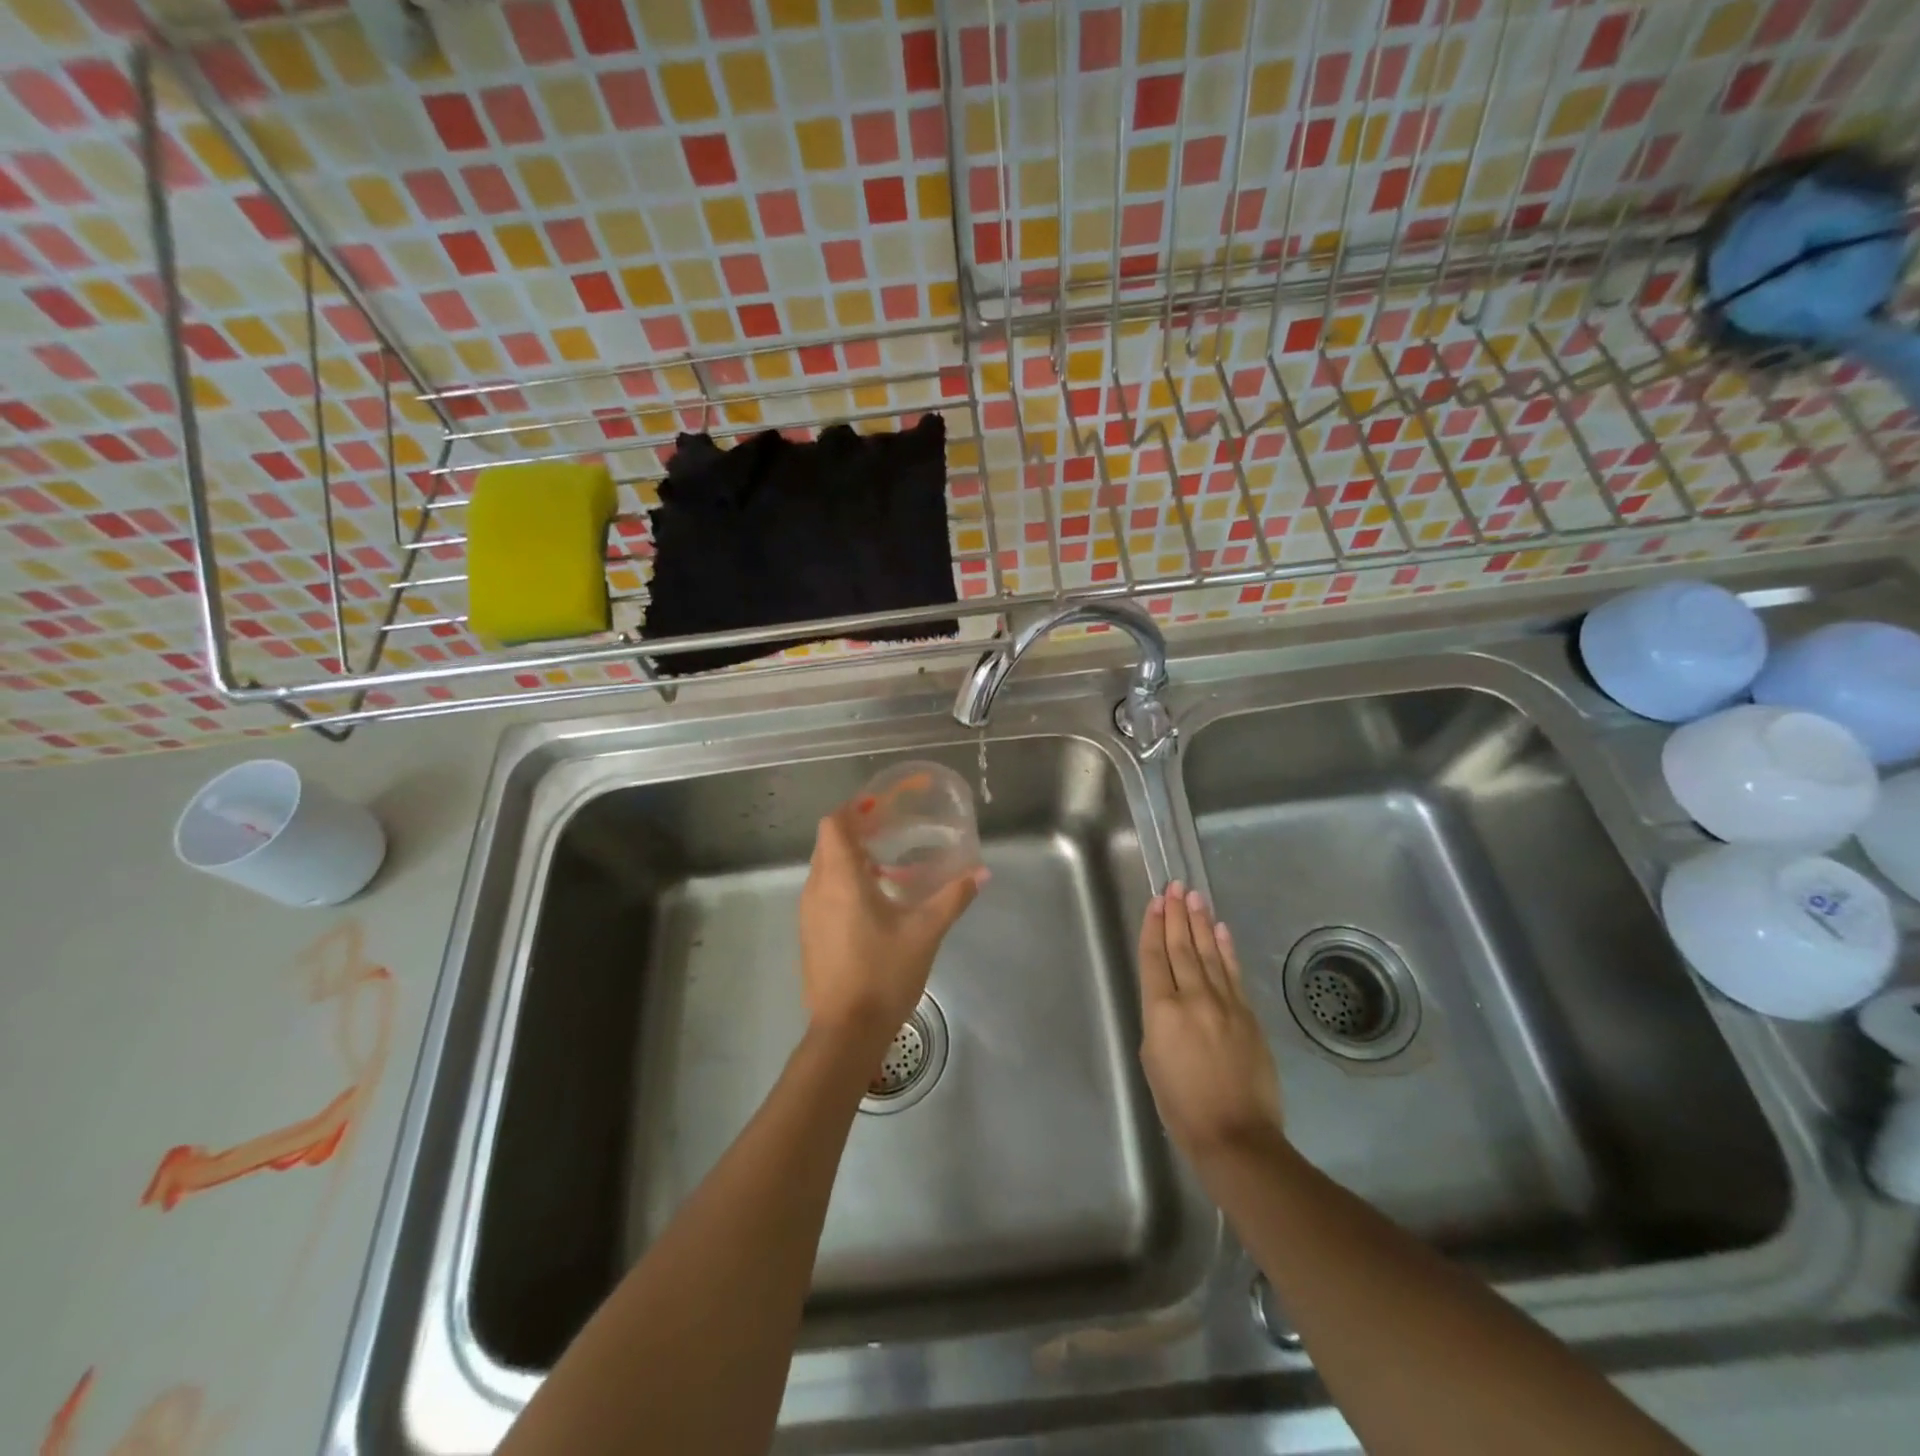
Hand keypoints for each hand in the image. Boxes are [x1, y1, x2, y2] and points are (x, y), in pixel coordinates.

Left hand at [799, 807, 985, 1048]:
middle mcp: (816, 889)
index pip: (833, 825)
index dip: (853, 810)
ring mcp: (808, 914)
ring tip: (888, 867)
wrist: (846, 1031)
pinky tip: (876, 904)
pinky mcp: (809, 935)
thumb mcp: (925, 932)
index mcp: (840, 879)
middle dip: (855, 833)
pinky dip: (844, 885)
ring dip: (851, 860)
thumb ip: (952, 897)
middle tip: (890, 832)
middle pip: (828, 844)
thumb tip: (981, 873)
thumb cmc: (883, 973)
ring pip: (825, 870)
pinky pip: (823, 894)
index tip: (880, 808)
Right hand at [1138, 881, 1283, 1163]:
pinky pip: (1233, 972)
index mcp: (1161, 1010)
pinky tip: (1220, 929)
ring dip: (1200, 922)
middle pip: (1182, 947)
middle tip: (1175, 887)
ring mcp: (1224, 1003)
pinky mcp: (1248, 1014)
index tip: (1155, 902)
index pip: (1154, 958)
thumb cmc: (1181, 1105)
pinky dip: (1226, 948)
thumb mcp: (1152, 1059)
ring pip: (1209, 953)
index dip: (1153, 927)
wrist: (1235, 1135)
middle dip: (1176, 915)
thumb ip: (1158, 1020)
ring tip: (1194, 897)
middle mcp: (1192, 997)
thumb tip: (1169, 999)